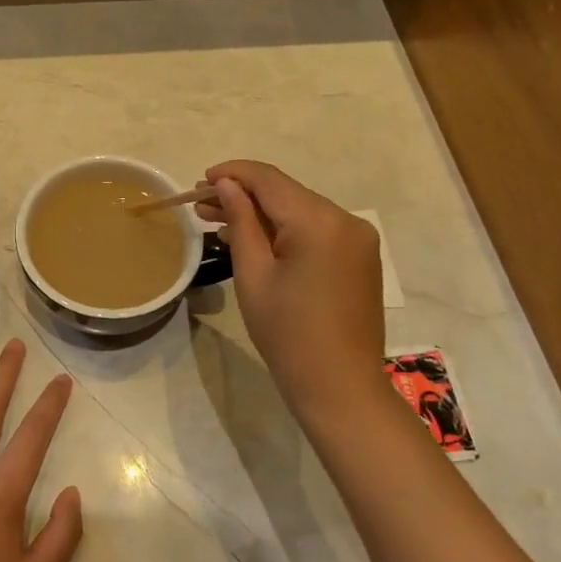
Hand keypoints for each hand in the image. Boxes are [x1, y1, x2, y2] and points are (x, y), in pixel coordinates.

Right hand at [197, 160, 388, 425]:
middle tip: (200, 206)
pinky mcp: (360, 256)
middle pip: (285, 193)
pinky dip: (285, 230)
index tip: (200, 180)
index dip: (232, 174)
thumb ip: (240, 220)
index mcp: (319, 221)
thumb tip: (226, 184)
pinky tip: (255, 240)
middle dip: (243, 195)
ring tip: (219, 223)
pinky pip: (316, 230)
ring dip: (262, 214)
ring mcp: (358, 238)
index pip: (269, 180)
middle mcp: (345, 219)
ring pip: (300, 210)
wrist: (340, 387)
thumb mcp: (253, 274)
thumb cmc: (287, 334)